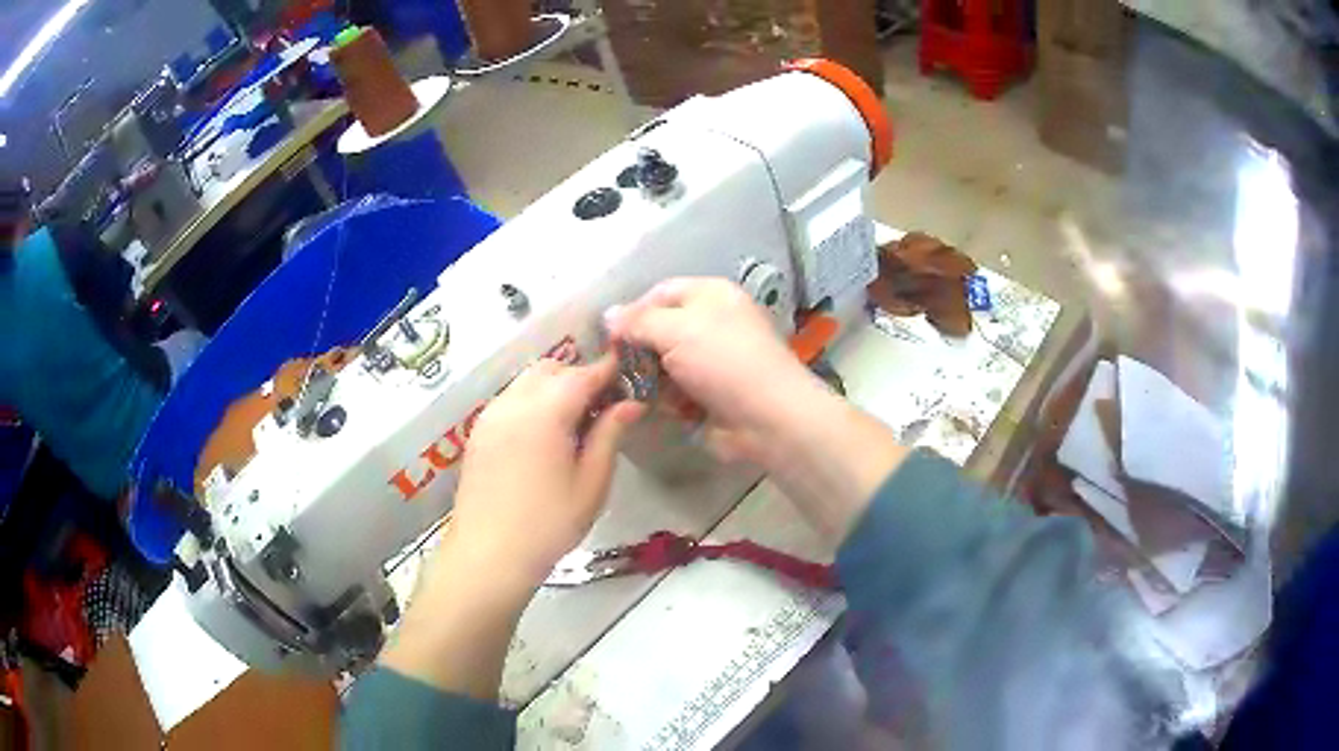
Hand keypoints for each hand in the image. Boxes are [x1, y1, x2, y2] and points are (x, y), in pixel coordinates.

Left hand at [451, 356, 643, 591]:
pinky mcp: (478, 432)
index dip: (609, 370)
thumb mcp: (591, 483)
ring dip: (554, 387)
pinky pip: (510, 399)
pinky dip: (532, 401)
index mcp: (544, 412)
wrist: (489, 555)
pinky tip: (545, 435)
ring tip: (575, 422)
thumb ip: (610, 435)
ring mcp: (490, 415)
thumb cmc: (549, 525)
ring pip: (527, 381)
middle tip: (604, 406)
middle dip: (579, 376)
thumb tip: (631, 403)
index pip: (583, 374)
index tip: (631, 375)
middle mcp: (513, 402)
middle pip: (551, 369)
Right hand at [605, 278, 824, 464]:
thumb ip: (638, 321)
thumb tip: (608, 315)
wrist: (768, 418)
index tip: (610, 337)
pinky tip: (671, 410)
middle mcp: (712, 323)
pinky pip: (677, 392)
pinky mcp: (711, 395)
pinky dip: (670, 401)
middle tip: (618, 368)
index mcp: (711, 296)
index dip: (633, 312)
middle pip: (660, 330)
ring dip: (651, 378)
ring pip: (664, 364)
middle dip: (639, 350)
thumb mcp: (677, 330)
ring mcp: (713, 361)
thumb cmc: (724, 362)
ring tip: (643, 392)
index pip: (660, 293)